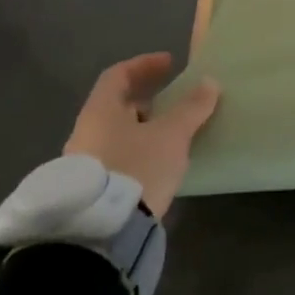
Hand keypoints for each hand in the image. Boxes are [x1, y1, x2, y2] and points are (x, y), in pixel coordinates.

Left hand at [64, 51, 220, 216]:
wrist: (102, 231)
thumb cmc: (137, 167)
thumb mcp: (172, 135)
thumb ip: (191, 107)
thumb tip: (209, 82)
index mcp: (100, 111)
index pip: (118, 75)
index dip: (145, 65)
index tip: (170, 64)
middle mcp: (86, 132)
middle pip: (117, 106)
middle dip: (147, 100)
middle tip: (174, 101)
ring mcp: (85, 163)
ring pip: (117, 134)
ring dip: (144, 128)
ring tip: (172, 135)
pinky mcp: (92, 190)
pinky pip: (117, 157)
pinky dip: (138, 151)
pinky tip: (158, 163)